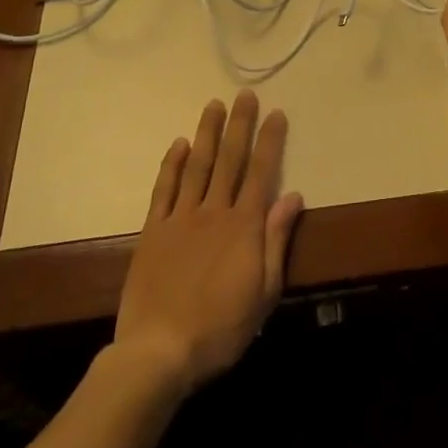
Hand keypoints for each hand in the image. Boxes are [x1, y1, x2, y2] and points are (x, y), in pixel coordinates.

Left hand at [114, 91, 302, 393]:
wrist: (159, 353)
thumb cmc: (220, 328)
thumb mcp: (263, 292)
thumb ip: (276, 240)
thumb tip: (294, 196)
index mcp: (244, 225)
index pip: (261, 171)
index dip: (269, 140)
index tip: (276, 112)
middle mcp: (214, 211)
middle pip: (230, 159)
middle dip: (239, 124)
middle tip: (245, 94)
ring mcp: (181, 218)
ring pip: (198, 165)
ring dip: (207, 132)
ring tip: (214, 104)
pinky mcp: (154, 231)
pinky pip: (164, 189)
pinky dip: (172, 164)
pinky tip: (179, 144)